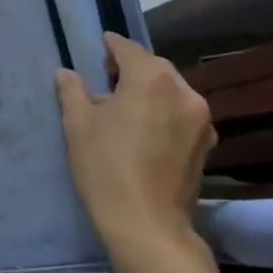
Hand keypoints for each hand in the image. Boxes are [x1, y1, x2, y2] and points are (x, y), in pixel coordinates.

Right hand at [58, 32, 216, 257]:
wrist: (147, 226)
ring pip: (172, 90)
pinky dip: (164, 111)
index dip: (109, 46)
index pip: (127, 49)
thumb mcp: (78, 124)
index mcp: (151, 79)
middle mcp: (183, 93)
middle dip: (132, 67)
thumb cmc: (106, 167)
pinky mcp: (205, 146)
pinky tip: (145, 128)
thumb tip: (67, 74)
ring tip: (125, 105)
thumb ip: (72, 91)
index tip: (97, 47)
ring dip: (150, 89)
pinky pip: (181, 113)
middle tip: (106, 78)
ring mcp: (200, 121)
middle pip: (154, 67)